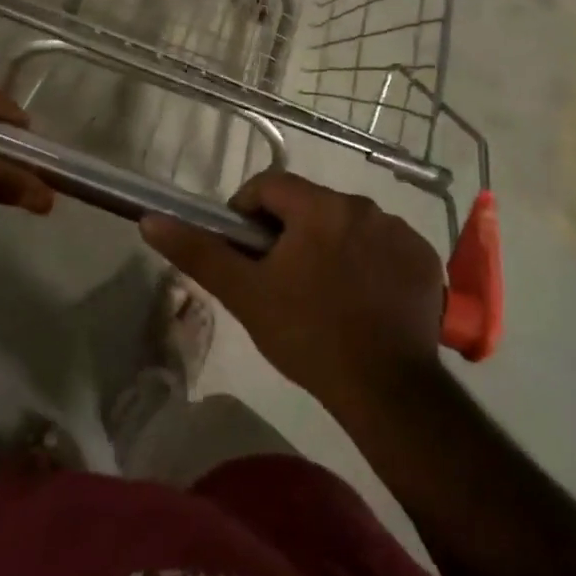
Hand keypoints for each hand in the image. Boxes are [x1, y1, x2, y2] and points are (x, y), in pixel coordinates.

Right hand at [140, 171, 441, 409]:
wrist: (388, 390)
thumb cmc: (308, 336)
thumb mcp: (245, 295)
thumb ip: (199, 252)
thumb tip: (151, 220)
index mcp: (319, 207)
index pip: (270, 186)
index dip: (247, 212)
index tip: (245, 250)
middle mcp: (363, 206)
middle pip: (310, 205)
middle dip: (290, 232)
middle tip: (280, 279)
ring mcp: (399, 231)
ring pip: (348, 224)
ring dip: (330, 244)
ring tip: (323, 292)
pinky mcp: (424, 258)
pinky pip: (384, 245)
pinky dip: (368, 261)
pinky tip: (363, 300)